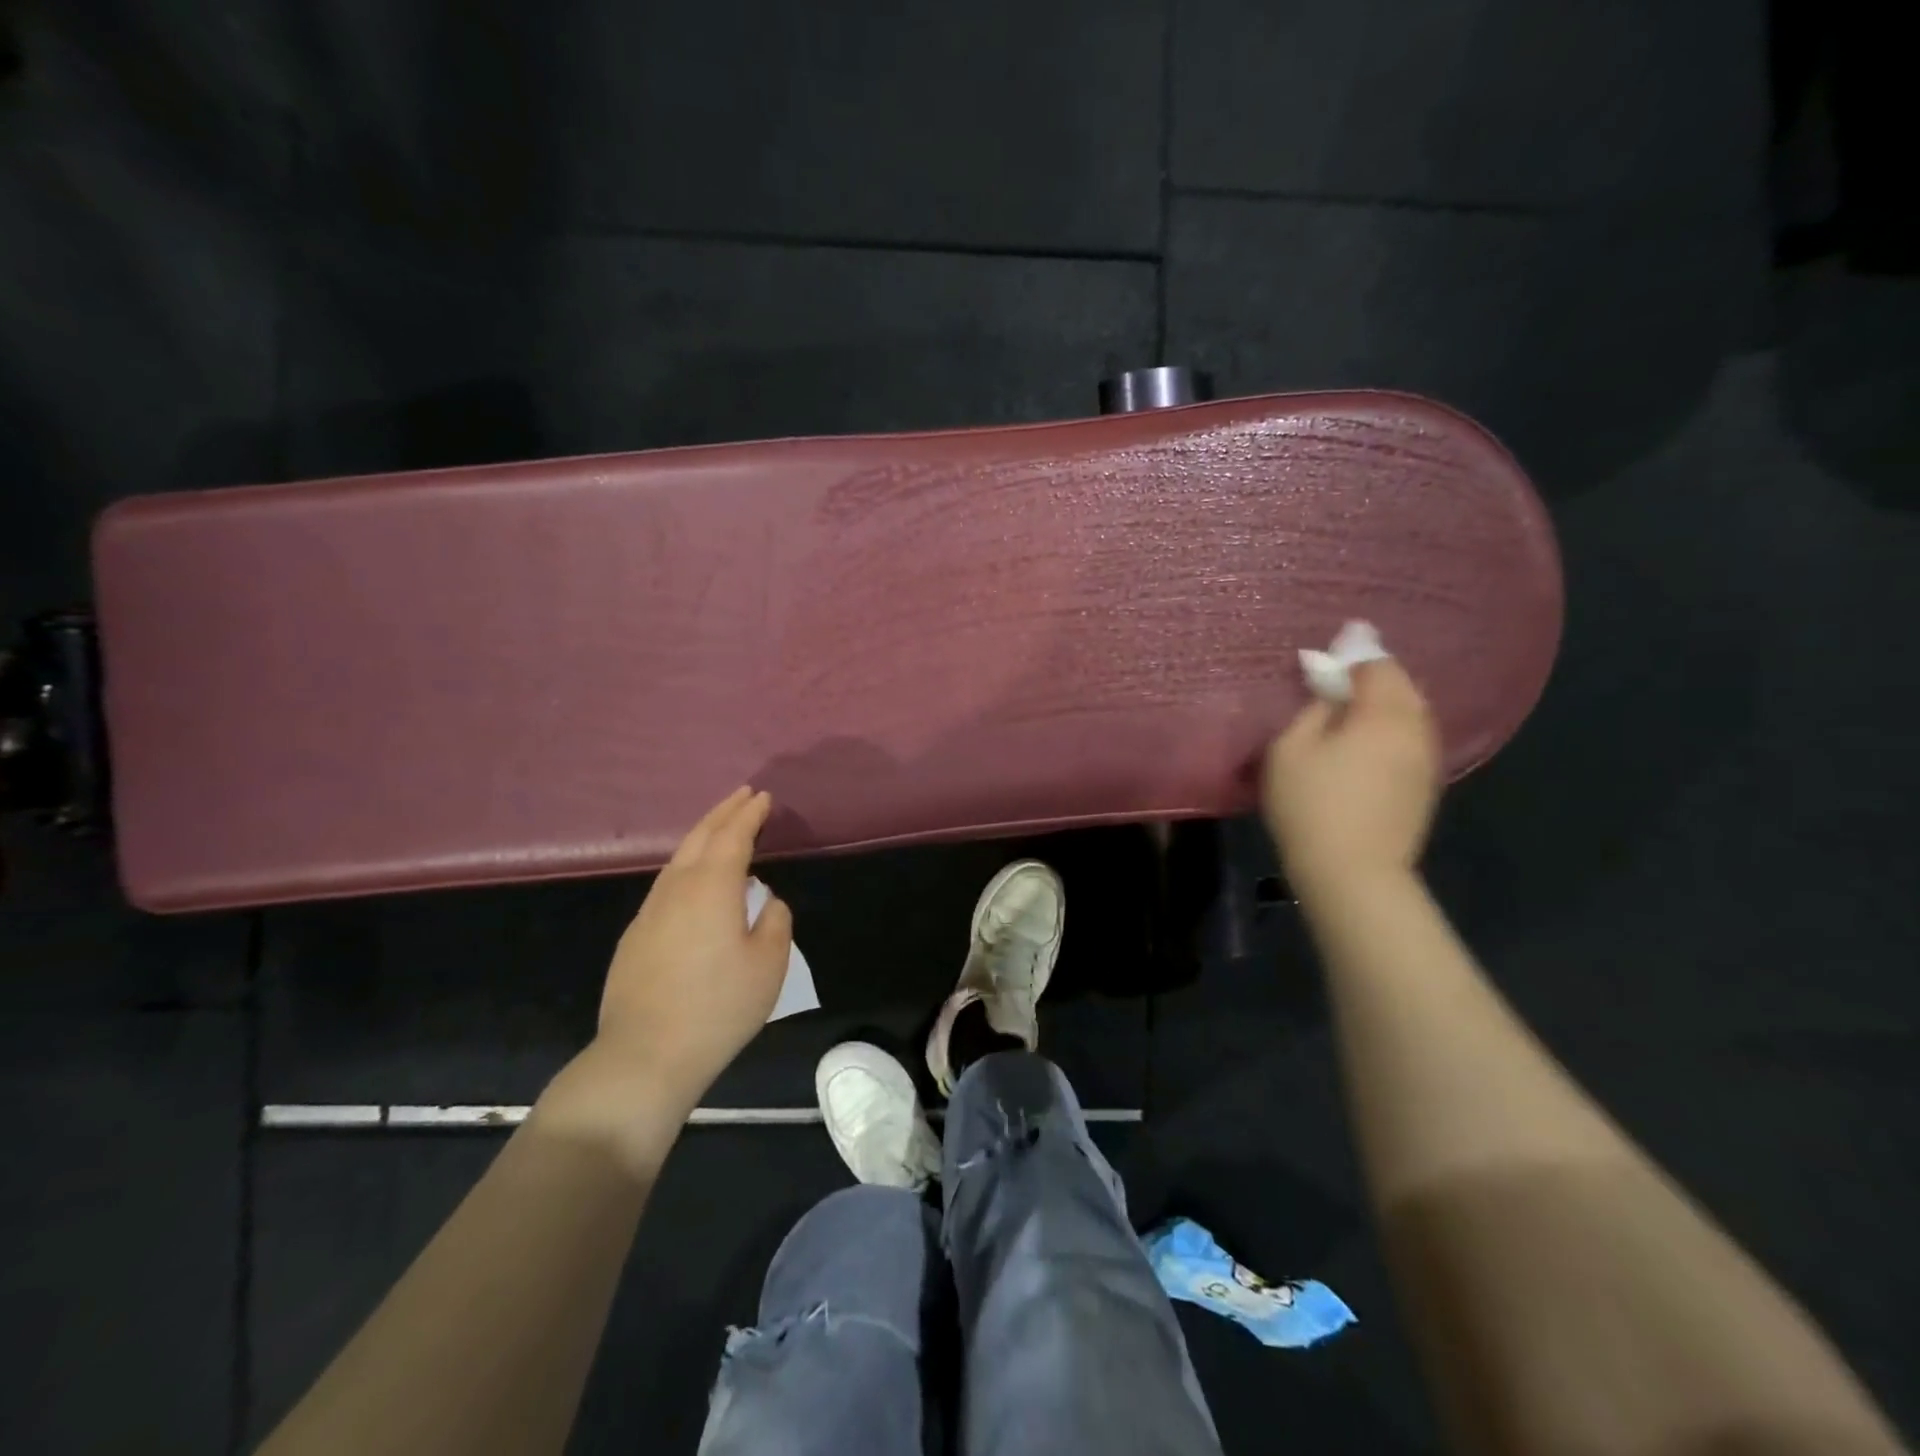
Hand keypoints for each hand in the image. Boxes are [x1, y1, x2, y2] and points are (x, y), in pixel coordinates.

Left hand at [540, 788, 792, 1160]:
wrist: (645, 1055)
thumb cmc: (718, 1007)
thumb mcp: (768, 965)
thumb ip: (774, 922)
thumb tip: (765, 902)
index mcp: (712, 887)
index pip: (733, 836)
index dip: (749, 814)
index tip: (762, 798)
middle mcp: (676, 889)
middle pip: (700, 837)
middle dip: (723, 812)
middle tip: (743, 796)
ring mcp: (649, 912)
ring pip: (678, 859)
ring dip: (702, 836)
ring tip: (721, 829)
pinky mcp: (635, 936)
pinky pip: (666, 884)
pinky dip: (686, 866)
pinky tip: (694, 881)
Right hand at [1262, 658, 1441, 893]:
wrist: (1353, 871)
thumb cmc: (1311, 804)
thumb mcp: (1290, 748)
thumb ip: (1312, 710)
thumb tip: (1331, 694)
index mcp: (1384, 713)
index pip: (1377, 665)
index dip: (1350, 657)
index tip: (1324, 664)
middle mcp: (1416, 728)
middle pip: (1402, 685)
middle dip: (1372, 678)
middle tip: (1337, 685)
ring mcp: (1427, 758)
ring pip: (1411, 713)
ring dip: (1384, 705)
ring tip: (1350, 715)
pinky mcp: (1425, 785)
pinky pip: (1410, 739)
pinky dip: (1391, 731)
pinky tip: (1366, 746)